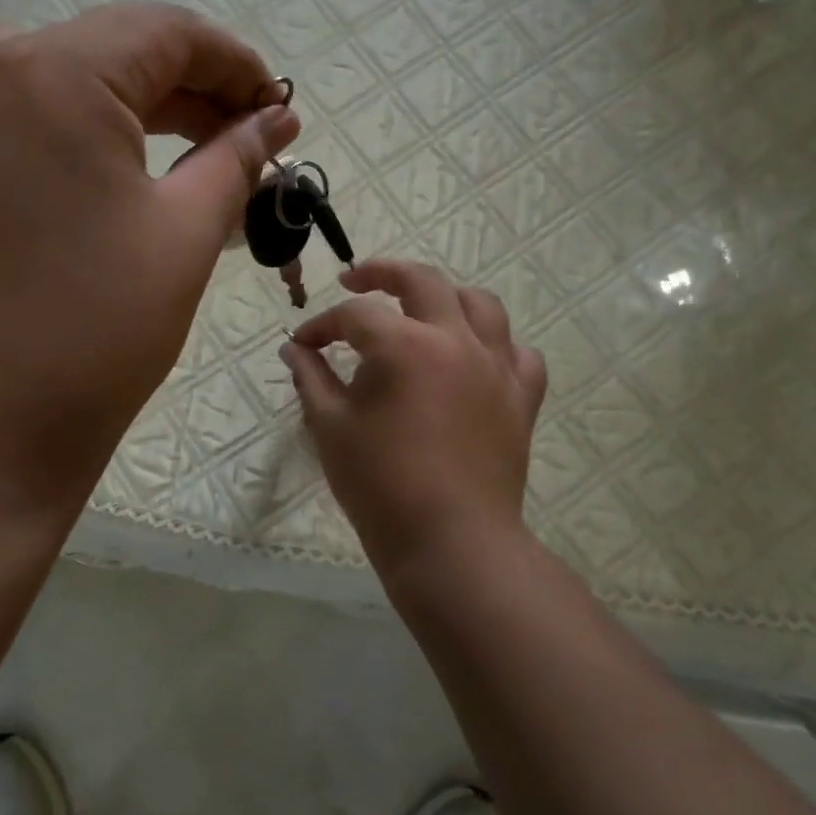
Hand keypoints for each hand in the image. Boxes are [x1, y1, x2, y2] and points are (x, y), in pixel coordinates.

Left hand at [0, 2, 297, 519]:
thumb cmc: (88, 343)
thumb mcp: (182, 241)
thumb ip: (234, 160)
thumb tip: (273, 119)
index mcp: (48, 75)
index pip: (161, 31)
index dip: (231, 61)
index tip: (274, 102)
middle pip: (93, 52)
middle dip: (173, 90)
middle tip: (232, 137)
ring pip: (29, 80)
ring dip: (100, 108)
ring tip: (153, 156)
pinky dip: (32, 136)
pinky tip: (62, 181)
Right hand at [282, 259, 547, 589]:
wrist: (450, 541)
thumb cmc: (379, 485)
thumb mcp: (331, 427)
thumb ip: (311, 378)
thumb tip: (294, 349)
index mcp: (405, 346)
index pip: (356, 315)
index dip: (322, 326)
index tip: (302, 345)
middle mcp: (456, 341)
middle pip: (423, 281)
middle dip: (382, 273)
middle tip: (355, 281)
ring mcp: (496, 367)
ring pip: (480, 305)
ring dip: (445, 297)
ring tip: (421, 309)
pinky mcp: (521, 398)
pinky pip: (518, 352)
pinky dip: (495, 344)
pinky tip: (474, 357)